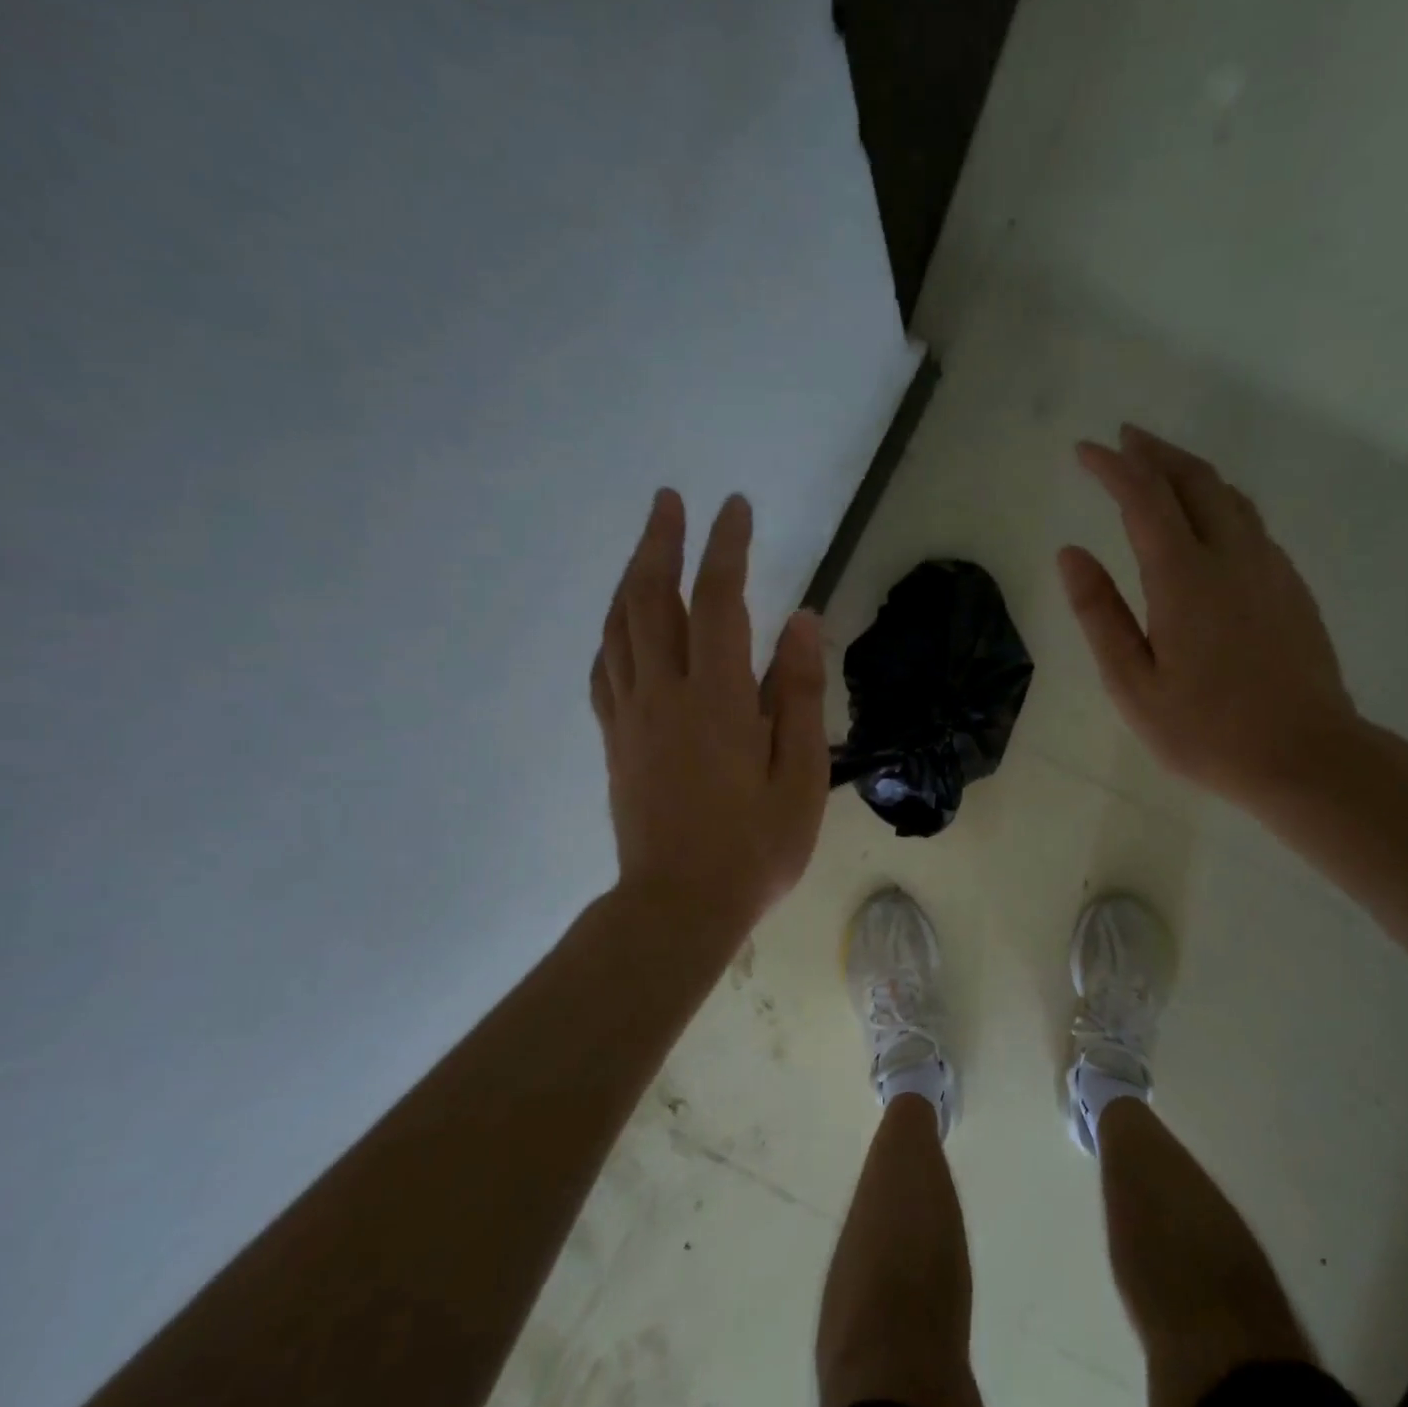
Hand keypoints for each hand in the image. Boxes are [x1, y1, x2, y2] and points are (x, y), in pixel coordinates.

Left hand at [591, 489, 828, 937]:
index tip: (734, 507)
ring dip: (630, 576)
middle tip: (669, 500)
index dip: (726, 547)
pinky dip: (612, 631)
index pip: (720, 601)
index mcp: (718, 699)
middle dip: (660, 542)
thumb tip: (803, 621)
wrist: (679, 906)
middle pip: (652, 599)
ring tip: (645, 546)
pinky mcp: (616, 741)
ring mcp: (631, 716)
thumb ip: (801, 693)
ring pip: (619, 627)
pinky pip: (603, 669)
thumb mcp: (802, 774)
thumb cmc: (755, 846)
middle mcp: (665, 693)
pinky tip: (621, 624)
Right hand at [1058, 425, 1360, 809]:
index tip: (1084, 450)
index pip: (1143, 498)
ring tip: (1159, 466)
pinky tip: (1206, 518)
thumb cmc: (1206, 731)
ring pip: (1229, 495)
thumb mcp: (1132, 684)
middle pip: (1194, 480)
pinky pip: (1250, 521)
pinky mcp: (1290, 586)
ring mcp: (1269, 568)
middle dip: (1154, 452)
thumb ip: (1099, 614)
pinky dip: (1218, 500)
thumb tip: (1070, 553)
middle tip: (1123, 439)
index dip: (1112, 467)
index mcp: (1185, 578)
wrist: (1306, 756)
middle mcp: (1232, 556)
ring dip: (1189, 471)